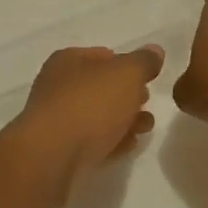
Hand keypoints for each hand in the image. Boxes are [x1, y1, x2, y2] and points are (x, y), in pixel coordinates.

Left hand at [11, 44, 164, 185]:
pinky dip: (111, 141)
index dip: (127, 64)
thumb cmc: (90, 104)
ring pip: (97, 115)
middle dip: (126, 95)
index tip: (147, 79)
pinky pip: (91, 141)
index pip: (103, 55)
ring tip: (145, 128)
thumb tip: (154, 50)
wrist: (53, 156)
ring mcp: (56, 120)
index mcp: (68, 60)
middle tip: (147, 103)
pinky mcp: (60, 150)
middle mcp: (57, 86)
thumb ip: (143, 62)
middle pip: (100, 87)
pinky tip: (129, 146)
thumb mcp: (126, 74)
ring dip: (123, 120)